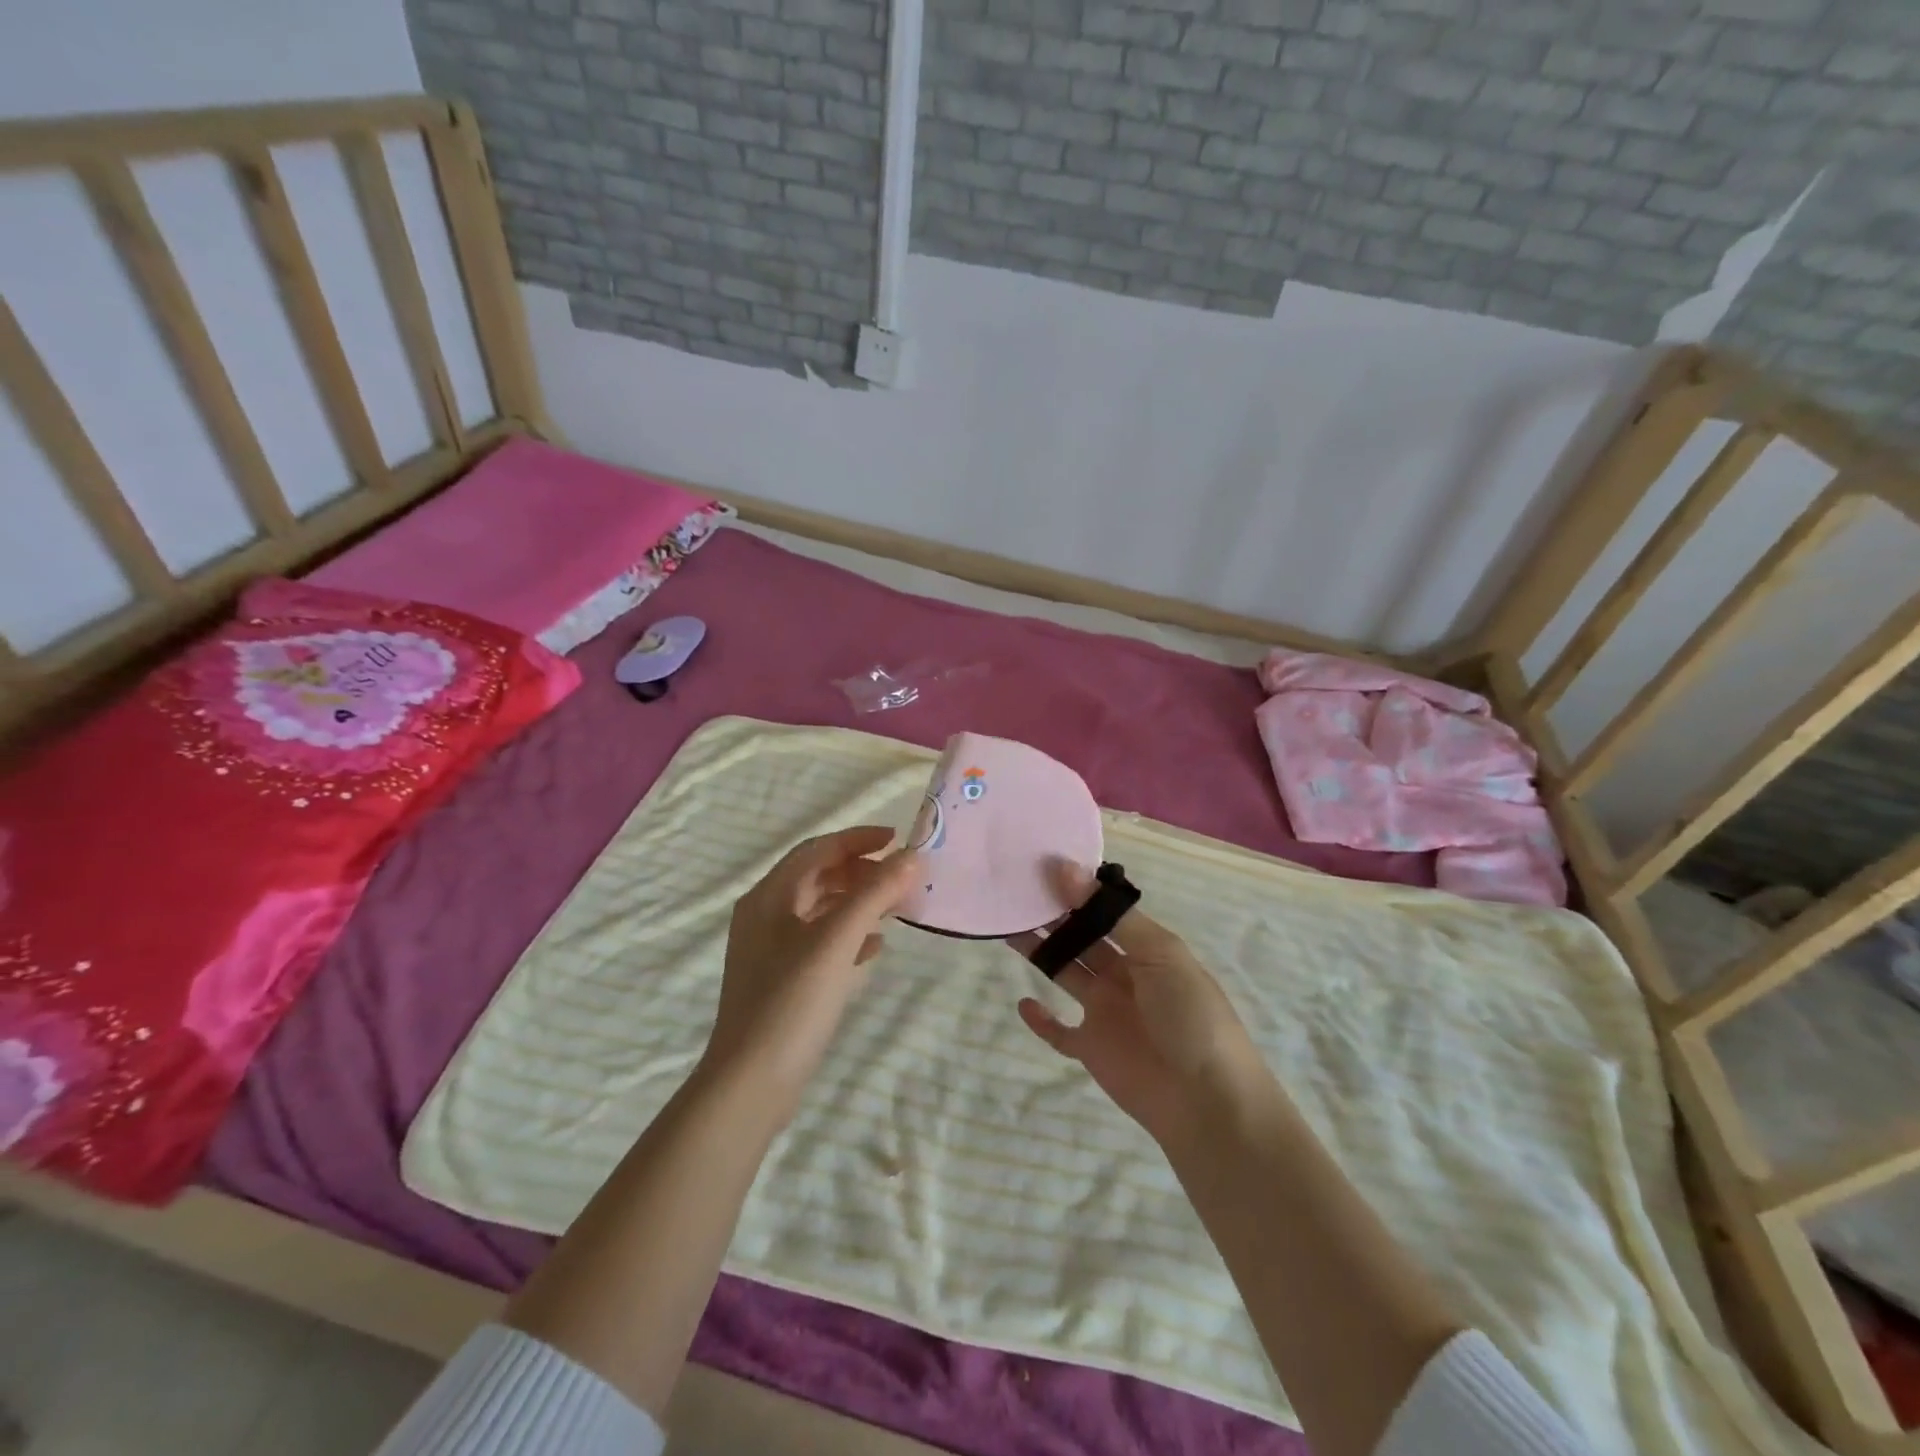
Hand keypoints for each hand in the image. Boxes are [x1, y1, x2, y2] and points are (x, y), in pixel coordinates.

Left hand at [702, 825, 919, 1123]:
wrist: (750, 1085)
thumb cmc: (791, 1003)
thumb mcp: (836, 942)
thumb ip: (874, 895)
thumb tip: (912, 857)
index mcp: (769, 897)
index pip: (818, 850)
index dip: (858, 839)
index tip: (898, 839)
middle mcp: (765, 915)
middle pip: (819, 877)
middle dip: (862, 871)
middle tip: (902, 878)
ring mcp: (770, 950)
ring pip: (821, 910)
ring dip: (858, 902)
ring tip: (896, 907)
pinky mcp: (781, 980)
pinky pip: (820, 941)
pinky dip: (849, 934)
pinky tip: (875, 948)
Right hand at [1010, 872, 1275, 1147]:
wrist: (1207, 1101)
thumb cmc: (1190, 1016)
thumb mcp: (1159, 954)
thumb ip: (1110, 915)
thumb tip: (1065, 869)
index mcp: (1147, 950)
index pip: (1105, 912)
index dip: (1076, 892)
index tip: (1040, 868)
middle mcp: (1124, 975)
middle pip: (1082, 939)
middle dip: (1053, 917)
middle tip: (1015, 892)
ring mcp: (1107, 1013)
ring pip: (1066, 974)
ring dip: (1041, 953)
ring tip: (1007, 928)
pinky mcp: (1092, 1049)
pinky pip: (1060, 1032)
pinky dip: (1041, 1020)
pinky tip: (1022, 1003)